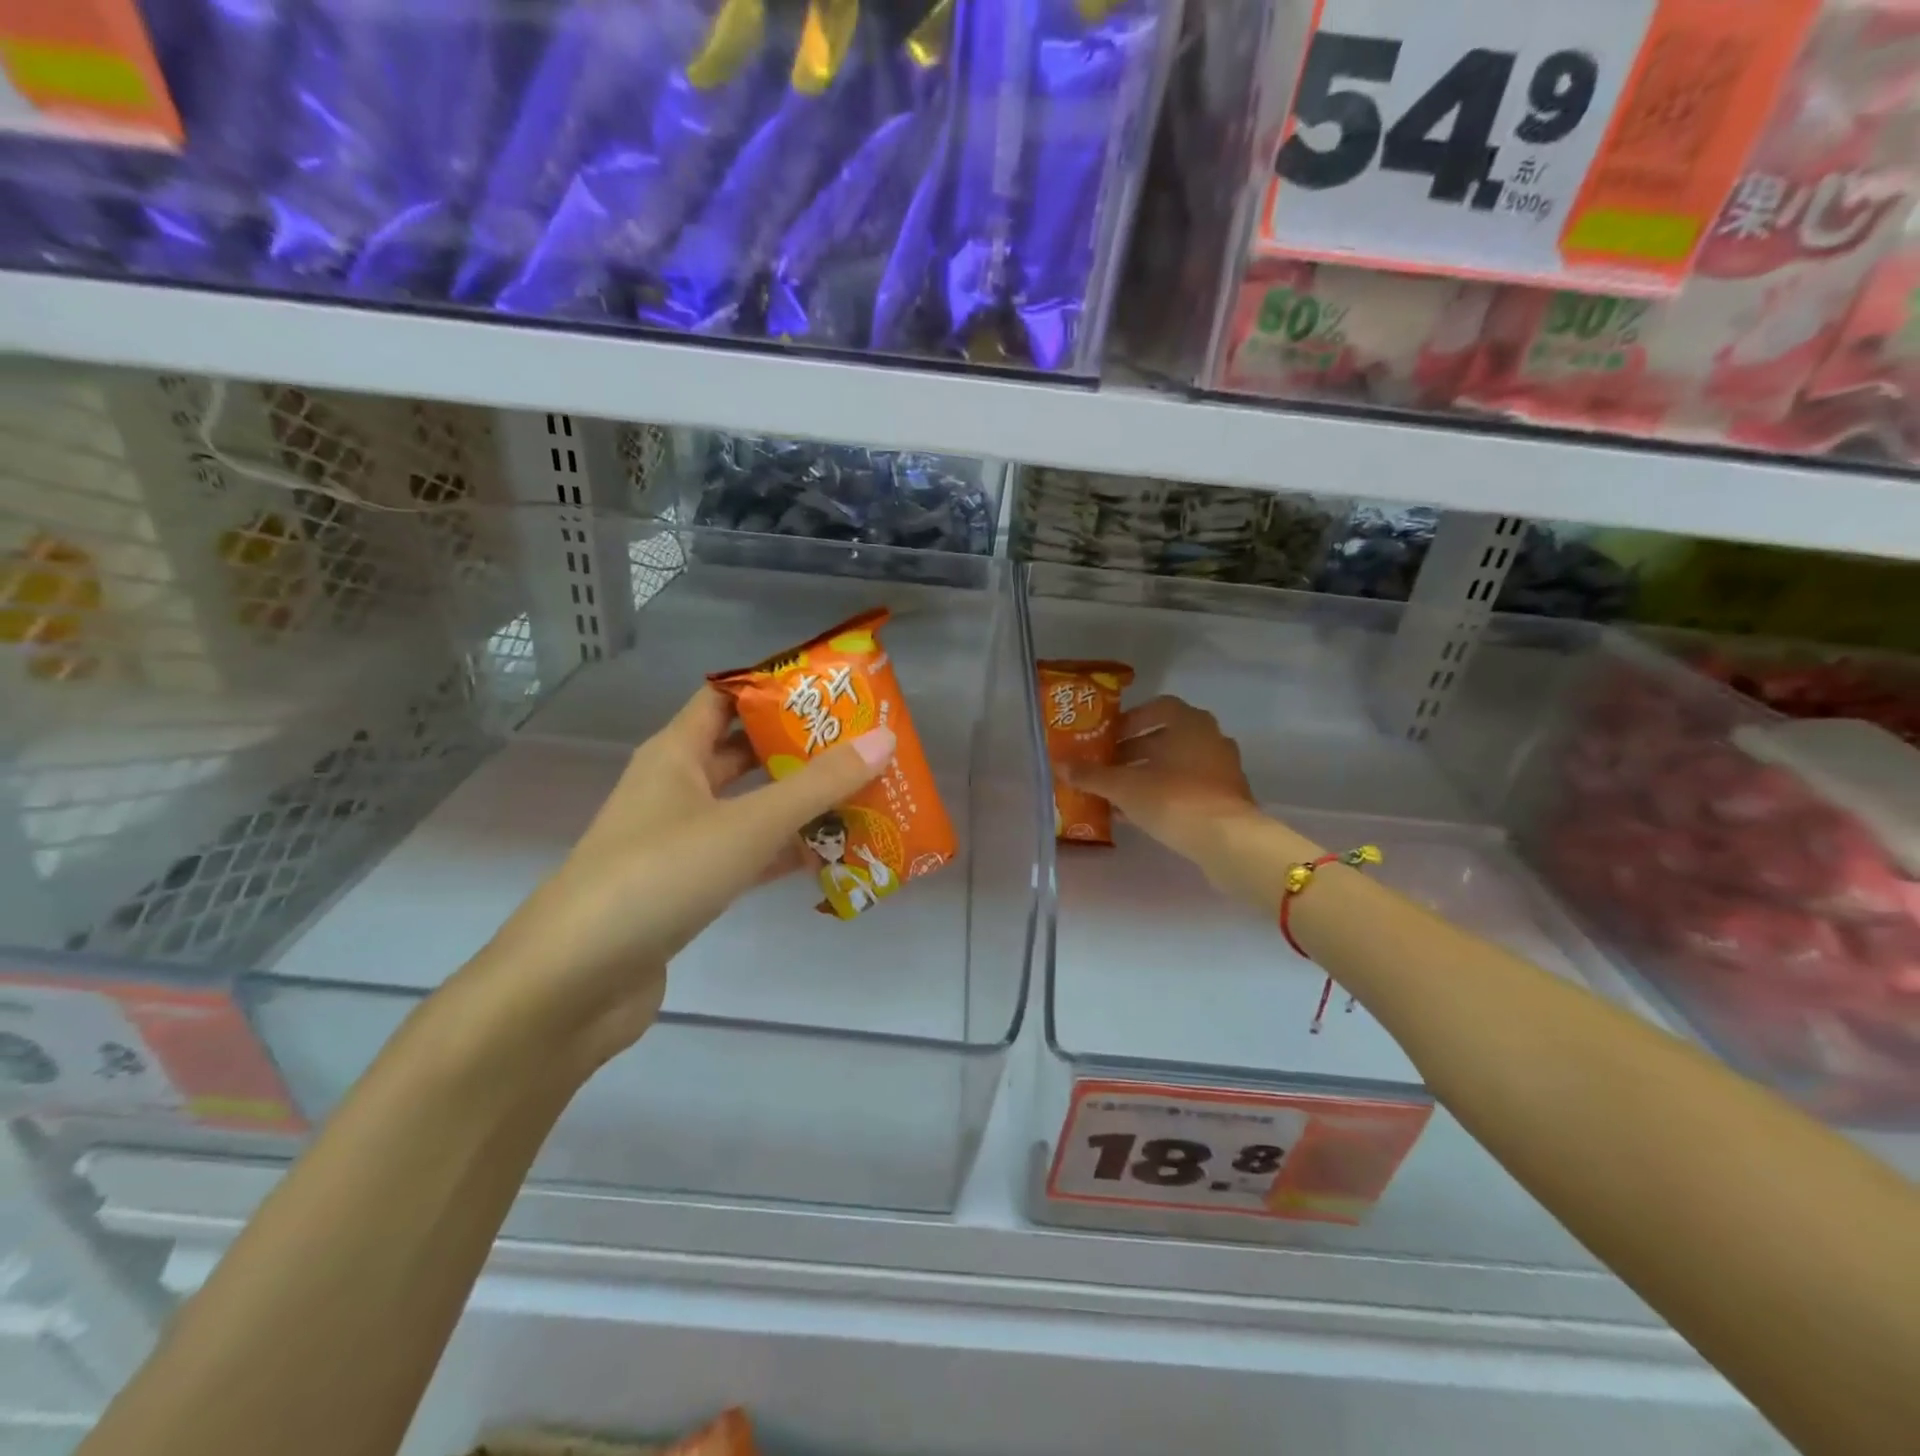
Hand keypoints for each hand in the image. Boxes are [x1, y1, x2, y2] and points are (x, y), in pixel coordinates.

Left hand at [457, 686, 893, 1073]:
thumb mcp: (747, 824)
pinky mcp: (688, 887)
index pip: (727, 696)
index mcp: (676, 753)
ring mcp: (680, 840)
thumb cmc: (659, 877)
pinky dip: (785, 853)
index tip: (835, 690)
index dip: (777, 687)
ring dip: (800, 804)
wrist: (574, 984)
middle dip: (802, 747)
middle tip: (864, 744)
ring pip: (750, 807)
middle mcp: (676, 788)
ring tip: (864, 795)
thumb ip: (818, 785)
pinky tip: (832, 856)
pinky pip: (747, 855)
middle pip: (746, 752)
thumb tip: (884, 739)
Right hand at [1060, 695, 1281, 900]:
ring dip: (1147, 775)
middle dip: (1133, 751)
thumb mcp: (1124, 787)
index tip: (1108, 736)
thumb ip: (1092, 775)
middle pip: (1166, 738)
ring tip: (1117, 792)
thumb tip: (1059, 765)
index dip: (1131, 719)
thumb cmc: (1174, 799)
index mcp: (1190, 723)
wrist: (1228, 842)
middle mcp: (1211, 739)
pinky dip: (1164, 794)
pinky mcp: (1226, 798)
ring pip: (1176, 765)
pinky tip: (1139, 814)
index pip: (1159, 707)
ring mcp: (1222, 769)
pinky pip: (1188, 788)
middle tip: (1106, 766)